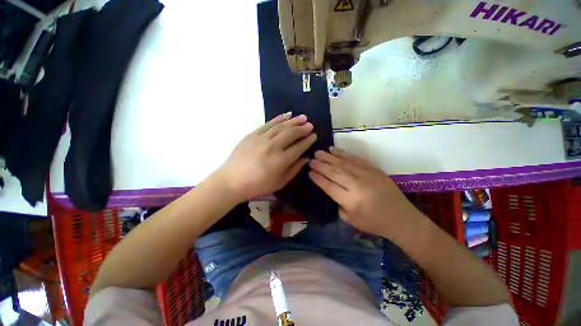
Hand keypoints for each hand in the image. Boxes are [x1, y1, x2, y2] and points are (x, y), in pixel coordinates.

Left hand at [215, 113, 316, 200]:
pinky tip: (287, 115)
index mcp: (280, 160)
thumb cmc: (257, 185)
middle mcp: (273, 146)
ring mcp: (261, 138)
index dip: (308, 140)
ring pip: (281, 126)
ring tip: (302, 117)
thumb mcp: (279, 183)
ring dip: (293, 121)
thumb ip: (294, 170)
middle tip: (310, 125)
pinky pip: (268, 123)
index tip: (314, 136)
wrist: (232, 180)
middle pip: (291, 133)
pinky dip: (279, 118)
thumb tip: (306, 158)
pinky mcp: (253, 134)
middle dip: (303, 128)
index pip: (299, 147)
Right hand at [308, 147, 421, 237]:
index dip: (318, 178)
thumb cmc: (374, 222)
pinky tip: (334, 150)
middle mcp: (357, 185)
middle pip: (334, 172)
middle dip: (320, 165)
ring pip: (343, 163)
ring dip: (328, 157)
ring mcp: (366, 175)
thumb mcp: (350, 219)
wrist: (401, 218)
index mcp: (351, 201)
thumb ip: (338, 203)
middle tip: (311, 160)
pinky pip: (355, 158)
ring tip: (318, 152)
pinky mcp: (373, 169)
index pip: (329, 186)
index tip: (309, 172)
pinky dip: (343, 153)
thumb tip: (331, 187)